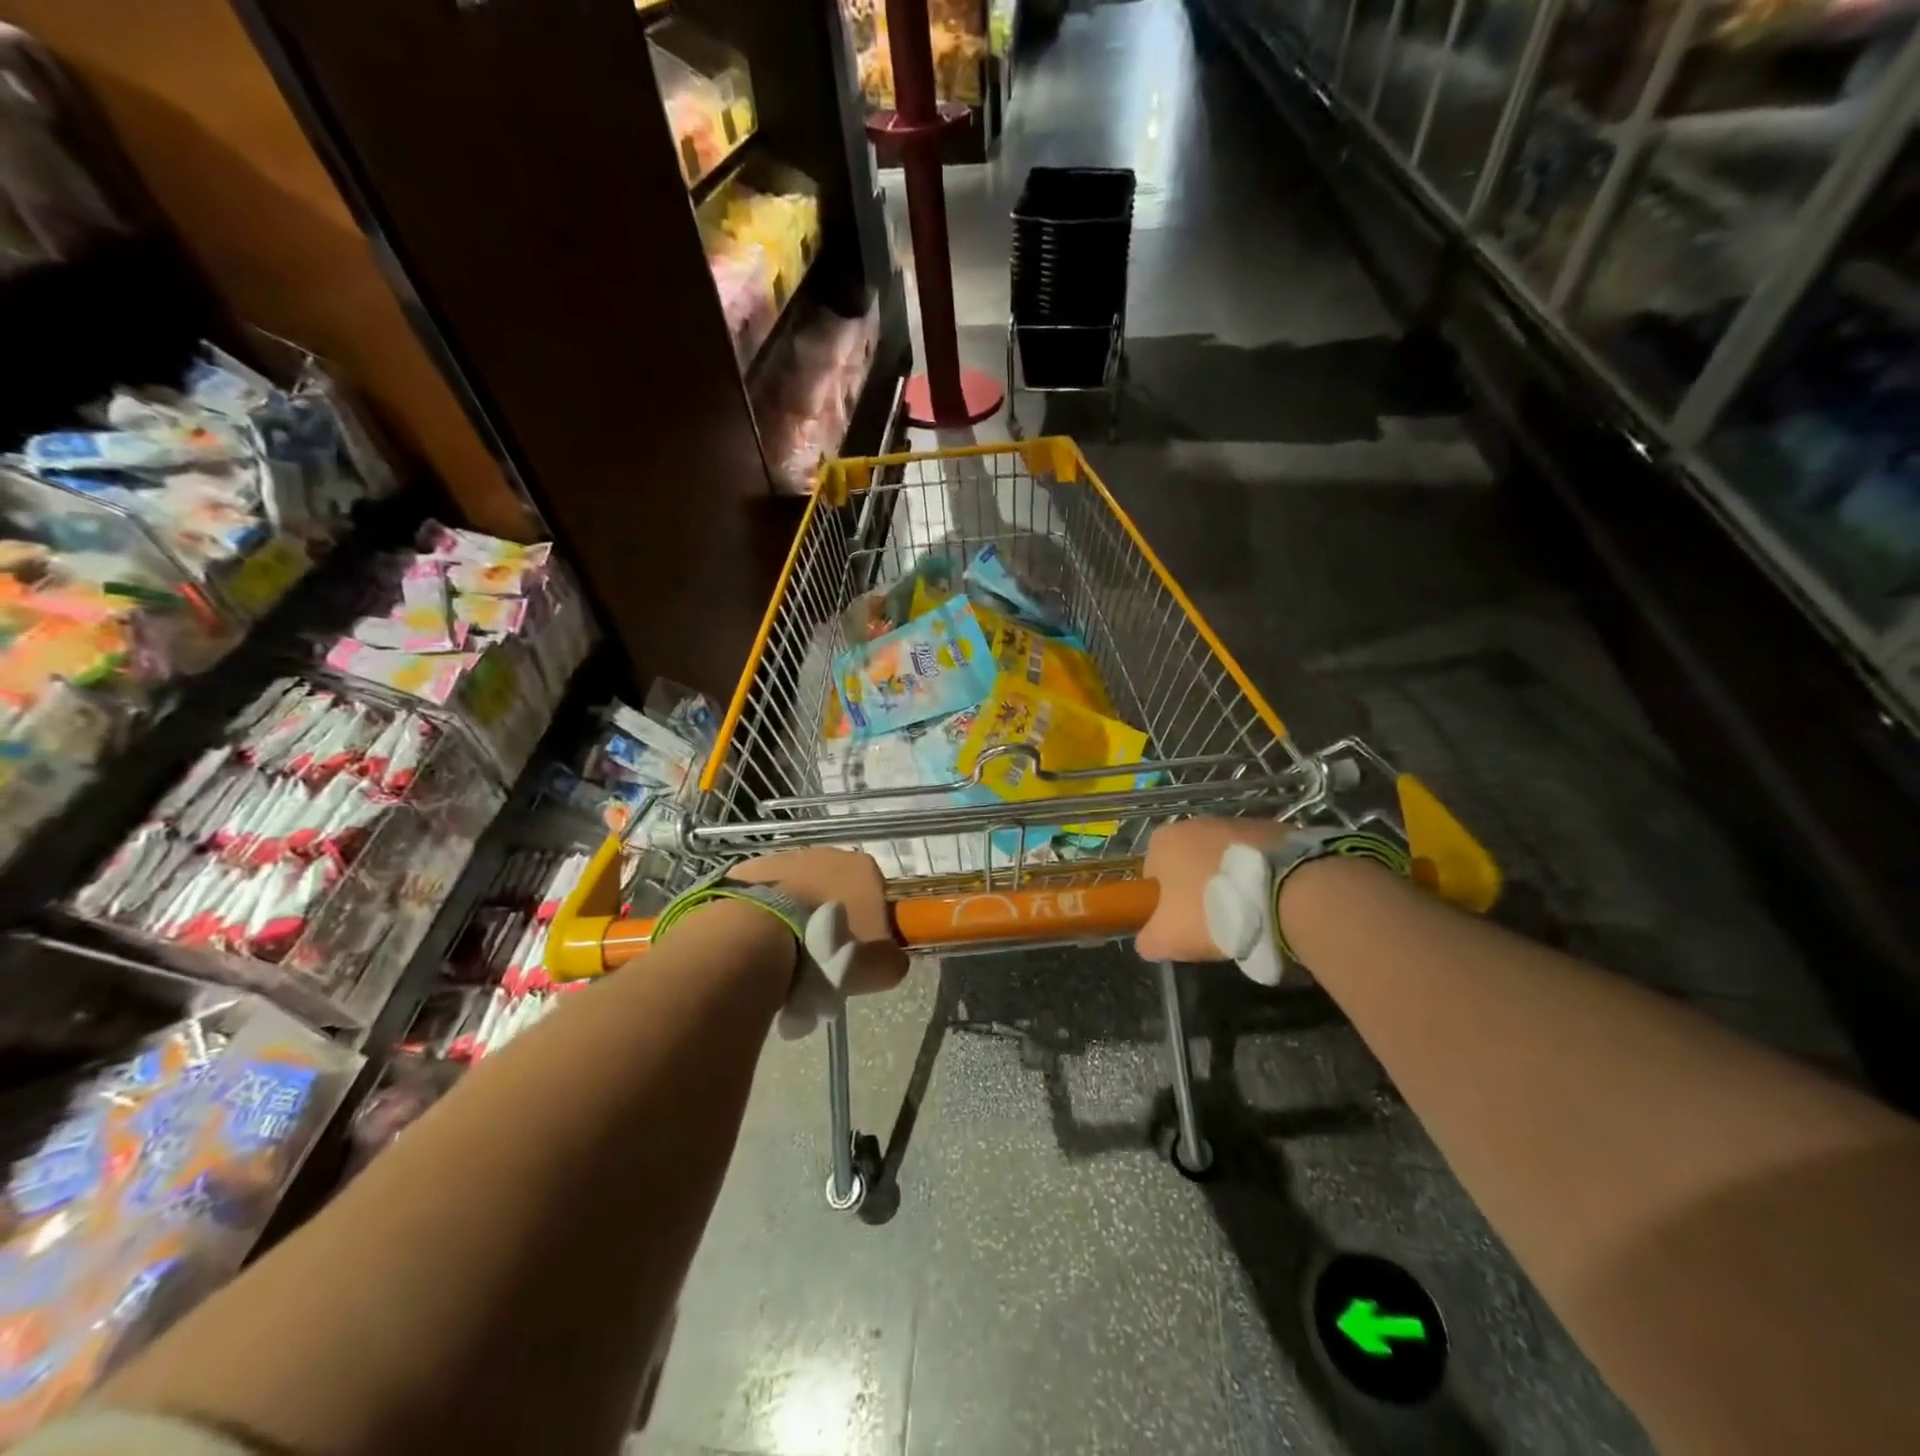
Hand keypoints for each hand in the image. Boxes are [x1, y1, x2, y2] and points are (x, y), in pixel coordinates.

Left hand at [730, 848, 907, 998]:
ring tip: (787, 952)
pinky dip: (766, 913)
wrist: (761, 936)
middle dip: (831, 915)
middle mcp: (829, 853)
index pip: (877, 894)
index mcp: (865, 869)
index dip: (869, 923)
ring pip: (800, 888)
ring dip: (797, 913)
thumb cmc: (830, 948)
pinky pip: (766, 894)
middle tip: (821, 955)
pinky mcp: (751, 868)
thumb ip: (892, 961)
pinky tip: (760, 940)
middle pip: (837, 887)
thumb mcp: (879, 968)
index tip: (857, 951)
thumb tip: (889, 960)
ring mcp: (787, 857)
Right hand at [1135, 817, 1287, 961]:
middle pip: (1188, 863)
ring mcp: (1236, 822)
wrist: (1286, 891)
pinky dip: (1260, 877)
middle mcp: (1194, 822)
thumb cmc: (1213, 910)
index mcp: (1162, 841)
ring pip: (1223, 859)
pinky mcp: (1273, 830)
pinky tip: (1272, 902)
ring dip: (1231, 882)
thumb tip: (1148, 941)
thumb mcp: (1168, 938)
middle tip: (1215, 923)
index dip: (1164, 902)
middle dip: (1198, 889)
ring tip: (1249, 915)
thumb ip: (1149, 940)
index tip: (1181, 924)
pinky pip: (1256, 859)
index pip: (1152, 873)